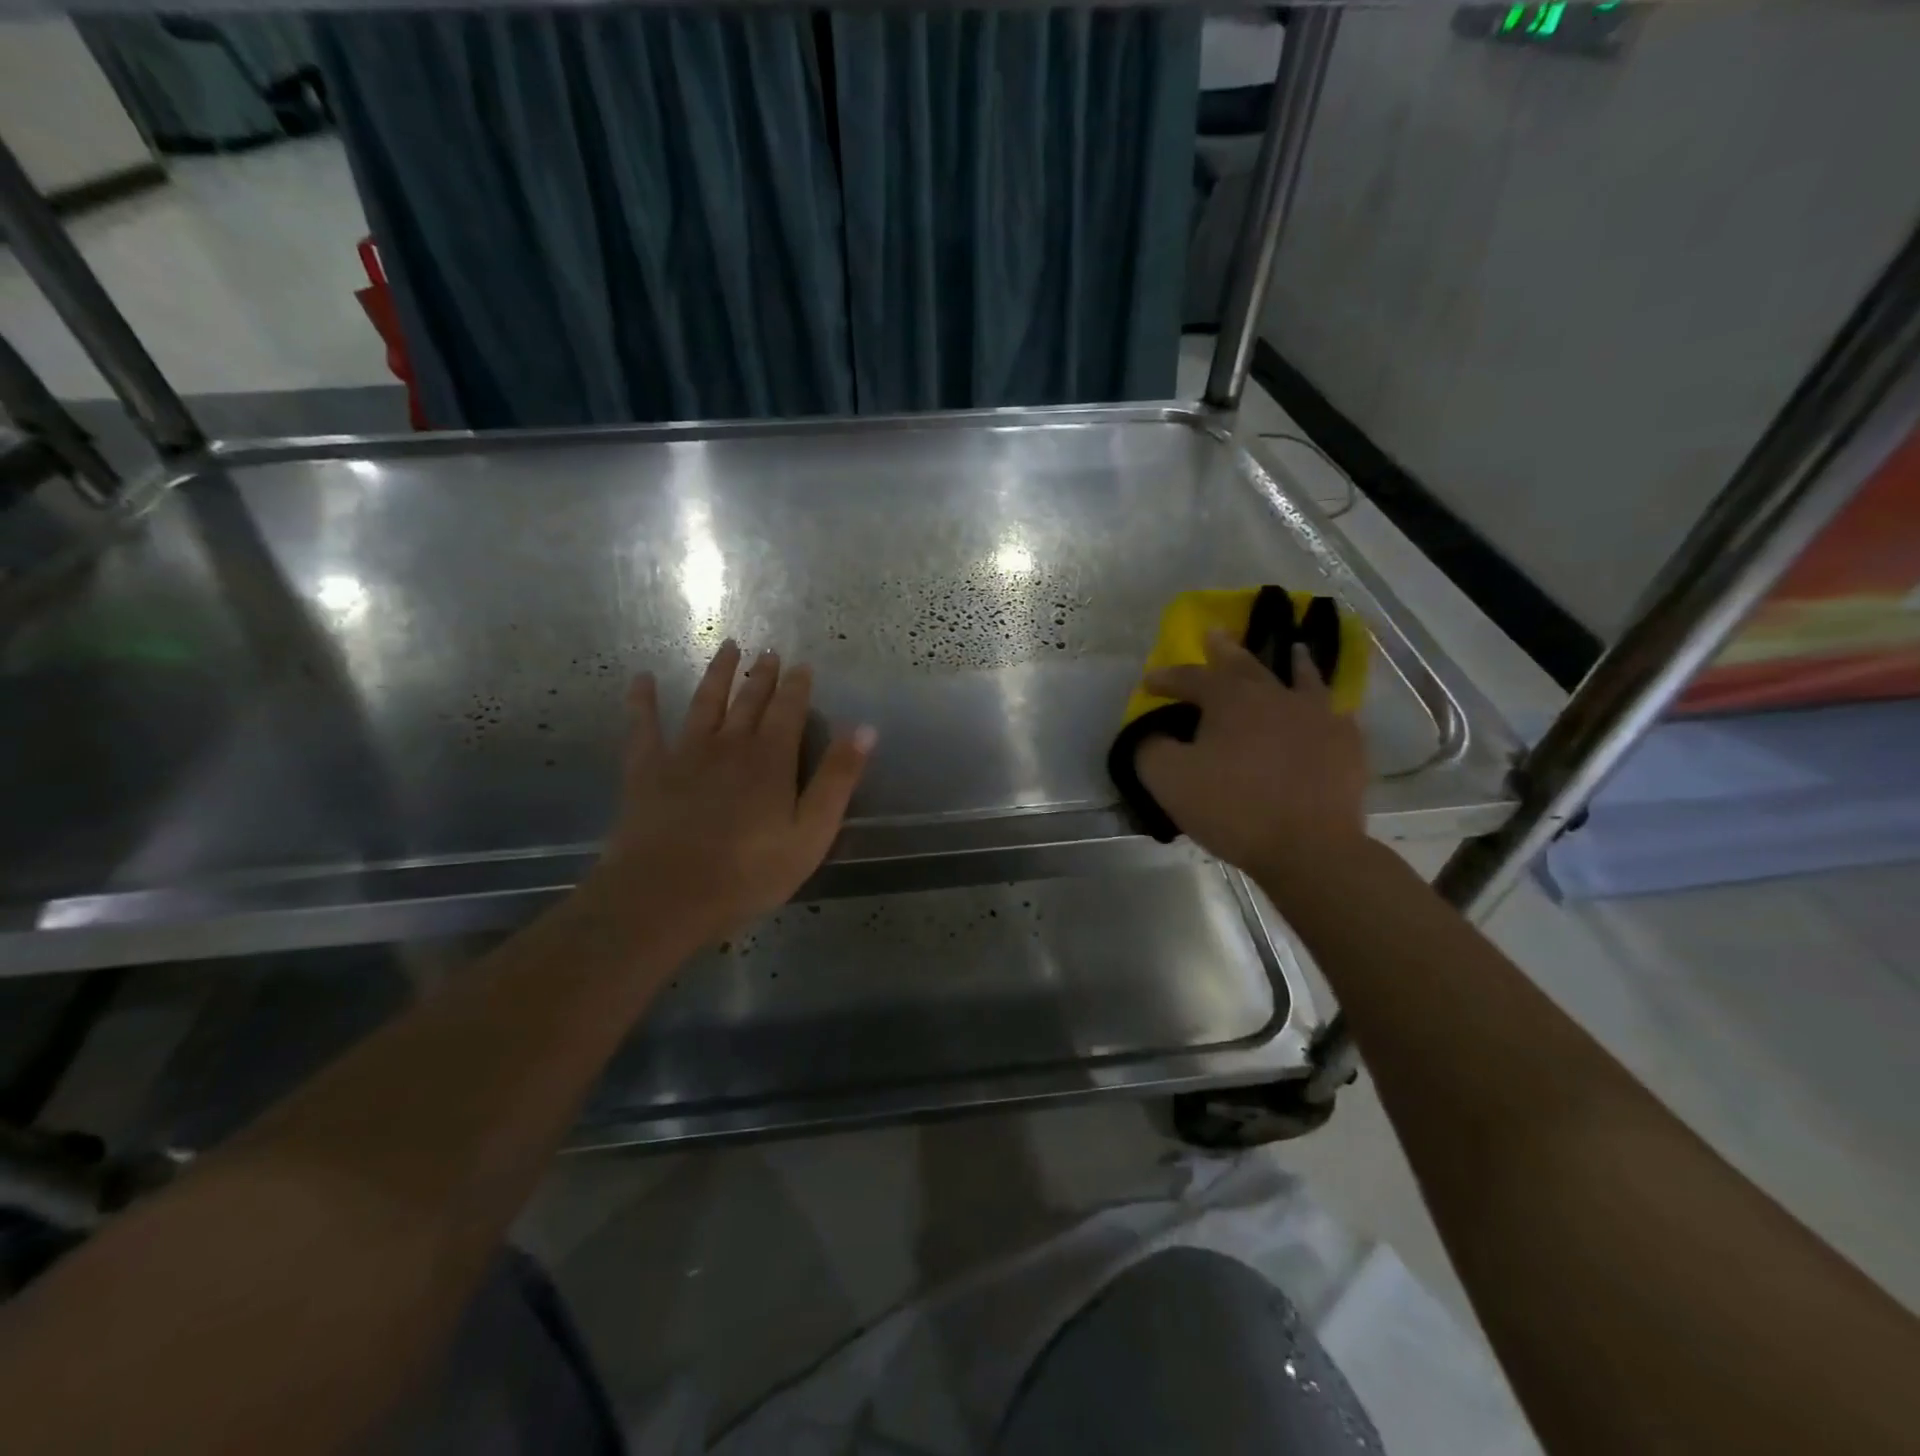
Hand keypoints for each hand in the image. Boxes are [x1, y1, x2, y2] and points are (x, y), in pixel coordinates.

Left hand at [588, 641, 874, 951]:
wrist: (667, 895)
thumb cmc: (749, 871)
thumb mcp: (812, 832)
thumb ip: (838, 779)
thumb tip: (865, 728)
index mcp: (771, 759)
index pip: (789, 711)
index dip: (798, 686)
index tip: (802, 665)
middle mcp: (730, 744)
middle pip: (749, 701)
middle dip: (762, 675)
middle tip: (769, 651)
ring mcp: (685, 753)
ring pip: (705, 702)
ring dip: (717, 674)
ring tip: (727, 647)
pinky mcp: (647, 770)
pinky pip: (644, 726)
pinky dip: (642, 701)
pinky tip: (640, 678)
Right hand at [1136, 628, 1367, 892]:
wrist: (1309, 847)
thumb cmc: (1233, 809)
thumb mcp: (1170, 780)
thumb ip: (1151, 749)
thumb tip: (1150, 734)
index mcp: (1231, 699)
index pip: (1191, 677)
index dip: (1166, 678)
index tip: (1148, 682)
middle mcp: (1276, 694)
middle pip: (1246, 664)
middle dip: (1224, 650)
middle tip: (1215, 634)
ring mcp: (1318, 715)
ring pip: (1303, 676)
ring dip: (1291, 661)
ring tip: (1292, 649)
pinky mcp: (1347, 743)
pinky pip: (1334, 712)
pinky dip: (1324, 704)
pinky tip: (1326, 709)